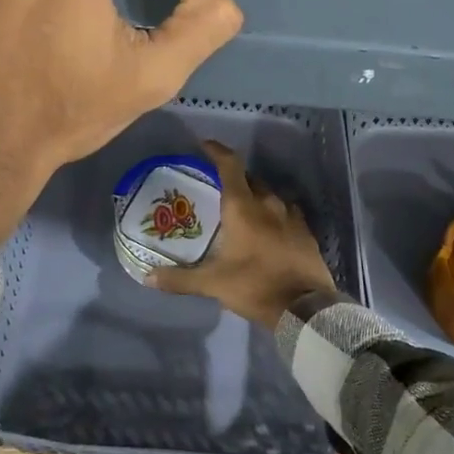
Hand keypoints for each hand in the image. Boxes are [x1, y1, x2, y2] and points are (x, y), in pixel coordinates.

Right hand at [147, 140, 336, 329]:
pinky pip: (286, 211)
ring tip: (242, 208)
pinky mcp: (306, 230)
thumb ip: (180, 279)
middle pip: (249, 179)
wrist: (305, 307)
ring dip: (254, 196)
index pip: (230, 165)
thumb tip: (147, 277)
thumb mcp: (213, 284)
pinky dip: (273, 212)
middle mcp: (268, 202)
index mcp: (243, 206)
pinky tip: (268, 226)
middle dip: (233, 178)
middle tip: (217, 188)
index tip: (204, 145)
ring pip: (269, 194)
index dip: (216, 151)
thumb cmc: (255, 286)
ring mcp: (291, 215)